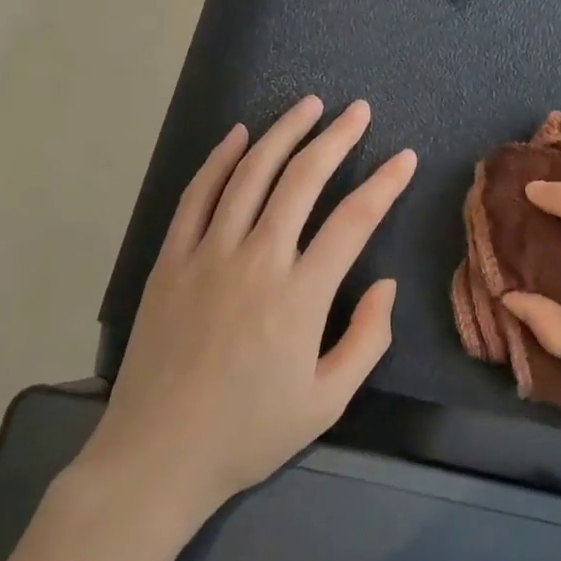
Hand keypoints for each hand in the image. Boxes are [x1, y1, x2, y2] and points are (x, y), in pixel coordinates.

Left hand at [78, 96, 416, 519]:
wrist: (156, 456)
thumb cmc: (248, 432)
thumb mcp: (327, 402)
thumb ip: (367, 339)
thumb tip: (385, 283)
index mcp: (301, 295)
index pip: (354, 220)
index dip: (385, 183)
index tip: (404, 157)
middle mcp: (256, 259)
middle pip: (302, 179)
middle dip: (336, 137)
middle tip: (358, 110)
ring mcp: (208, 254)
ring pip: (250, 174)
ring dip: (283, 133)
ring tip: (309, 105)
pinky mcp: (170, 258)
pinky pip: (197, 195)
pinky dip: (219, 159)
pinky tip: (239, 134)